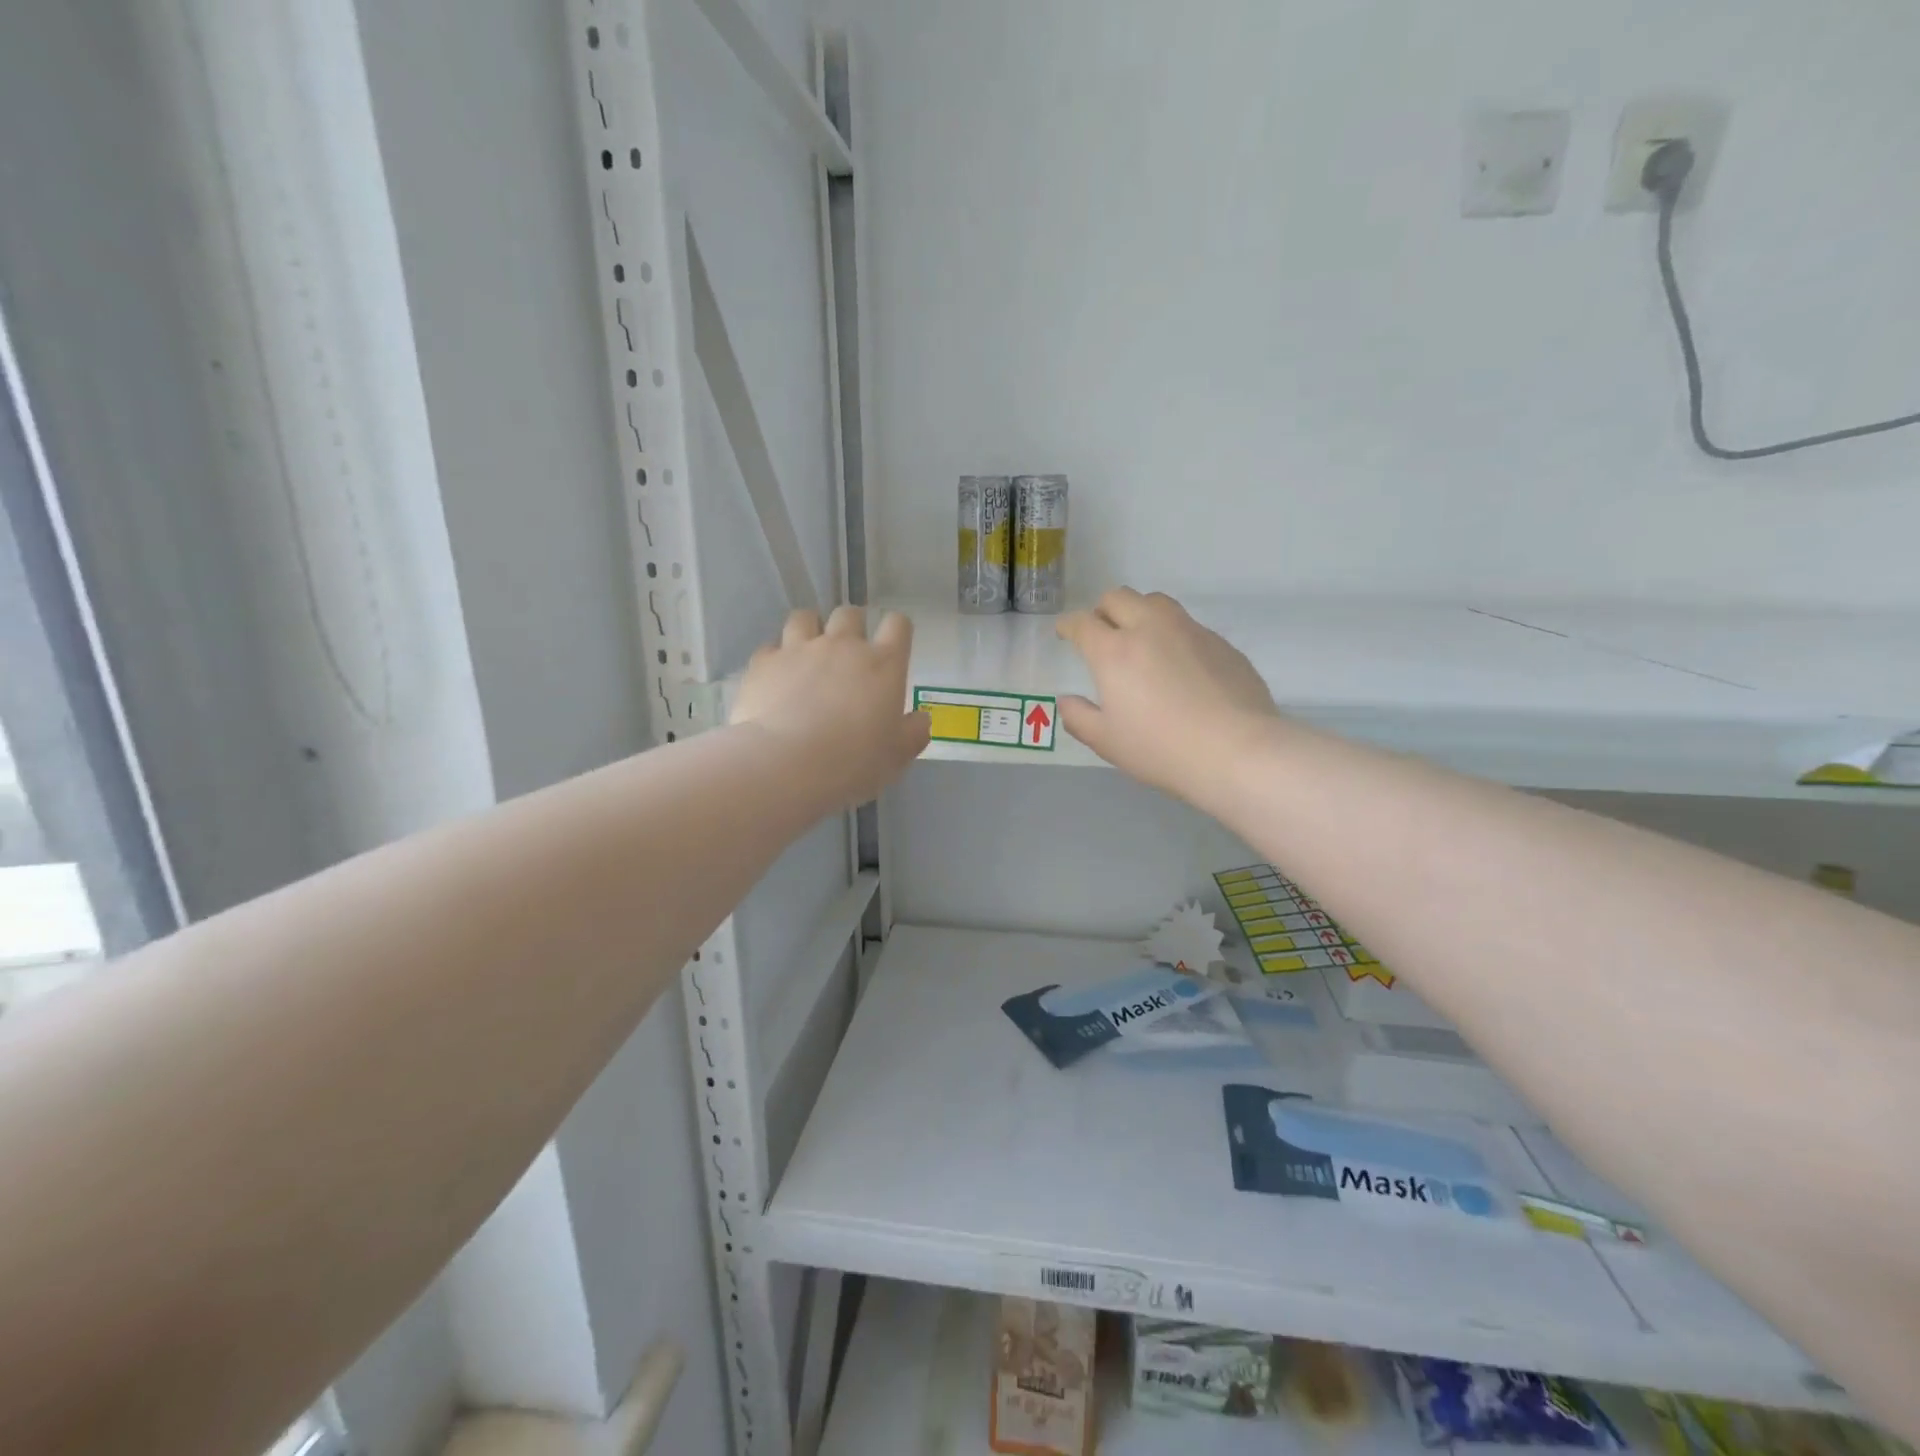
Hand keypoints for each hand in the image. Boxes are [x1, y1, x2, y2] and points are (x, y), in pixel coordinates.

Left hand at [732, 606, 929, 809]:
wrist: (786, 764)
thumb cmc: (853, 762)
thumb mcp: (896, 757)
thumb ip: (913, 733)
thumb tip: (921, 719)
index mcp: (883, 664)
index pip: (898, 625)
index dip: (897, 630)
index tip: (893, 645)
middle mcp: (842, 646)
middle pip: (850, 613)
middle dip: (851, 626)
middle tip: (848, 652)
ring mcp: (799, 649)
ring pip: (805, 618)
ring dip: (810, 630)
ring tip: (807, 653)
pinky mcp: (764, 662)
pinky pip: (770, 647)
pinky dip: (776, 658)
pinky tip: (776, 678)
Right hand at [1056, 588, 1276, 805]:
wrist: (1236, 750)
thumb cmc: (1161, 748)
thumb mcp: (1107, 742)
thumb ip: (1079, 717)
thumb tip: (1067, 700)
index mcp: (1114, 651)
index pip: (1082, 623)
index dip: (1068, 625)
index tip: (1065, 633)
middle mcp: (1150, 628)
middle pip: (1118, 598)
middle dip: (1102, 611)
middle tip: (1102, 634)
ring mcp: (1189, 631)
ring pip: (1156, 602)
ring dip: (1139, 613)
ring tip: (1140, 639)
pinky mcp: (1220, 642)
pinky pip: (1188, 625)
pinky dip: (1173, 635)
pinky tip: (1180, 665)